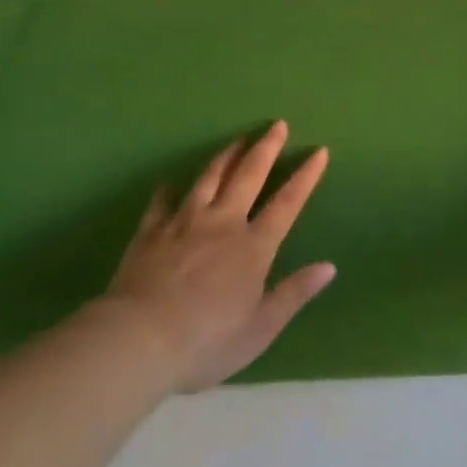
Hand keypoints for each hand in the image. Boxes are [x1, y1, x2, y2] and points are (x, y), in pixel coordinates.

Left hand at [104, 121, 334, 392]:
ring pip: (209, 178)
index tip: (318, 151)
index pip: (286, 203)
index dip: (305, 176)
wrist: (139, 340)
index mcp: (253, 247)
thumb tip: (328, 267)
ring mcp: (184, 222)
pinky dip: (168, 190)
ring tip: (237, 140)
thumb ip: (294, 294)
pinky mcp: (151, 231)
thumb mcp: (260, 329)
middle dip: (266, 148)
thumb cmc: (206, 342)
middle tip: (277, 124)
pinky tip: (169, 182)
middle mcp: (222, 223)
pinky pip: (162, 202)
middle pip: (248, 175)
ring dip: (226, 156)